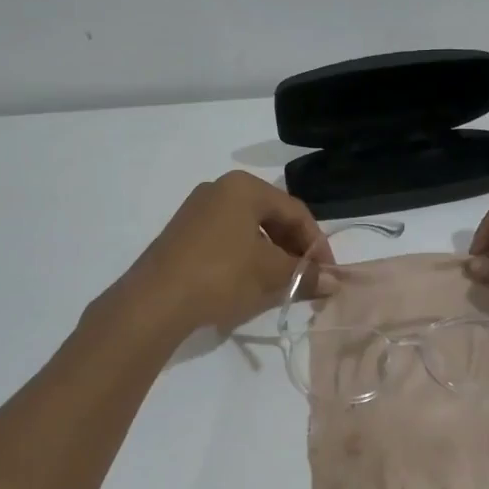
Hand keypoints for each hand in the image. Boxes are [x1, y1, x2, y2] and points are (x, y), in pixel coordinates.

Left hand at [113, 172, 330, 337]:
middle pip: (272, 216)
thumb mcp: (270, 274)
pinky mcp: (183, 233)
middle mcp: (220, 189)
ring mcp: (197, 210)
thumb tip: (334, 282)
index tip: (328, 273)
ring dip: (272, 254)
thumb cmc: (221, 275)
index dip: (317, 243)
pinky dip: (247, 257)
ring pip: (249, 229)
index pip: (295, 211)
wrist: (155, 300)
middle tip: (307, 278)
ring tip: (282, 283)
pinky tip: (251, 282)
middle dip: (294, 249)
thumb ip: (305, 274)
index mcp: (244, 187)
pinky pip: (227, 238)